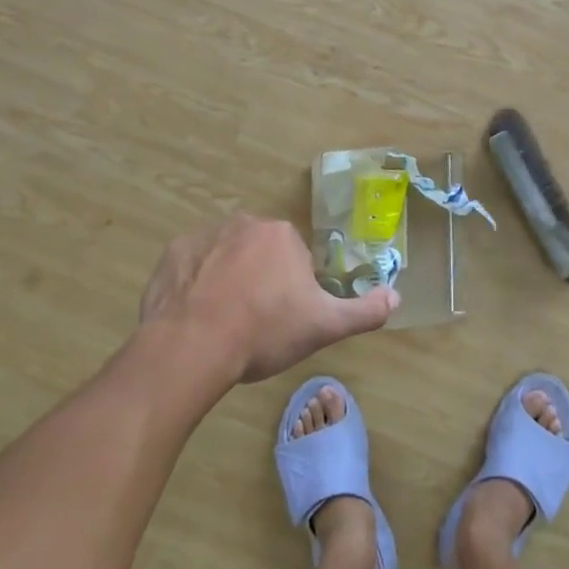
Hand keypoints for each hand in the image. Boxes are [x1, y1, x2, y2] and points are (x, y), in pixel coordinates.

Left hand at [138, 213, 397, 385]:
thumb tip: (397, 298)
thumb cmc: (264, 331)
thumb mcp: (324, 327)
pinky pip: (191, 266)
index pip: (295, 258)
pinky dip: (194, 284)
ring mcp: (203, 235)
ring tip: (222, 322)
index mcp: (282, 234)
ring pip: (224, 257)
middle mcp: (244, 223)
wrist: (192, 345)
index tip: (283, 318)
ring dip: (227, 280)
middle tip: (254, 322)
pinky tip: (195, 315)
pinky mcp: (171, 254)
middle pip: (259, 253)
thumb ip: (365, 311)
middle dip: (260, 280)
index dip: (292, 290)